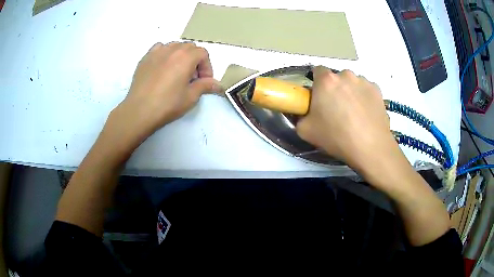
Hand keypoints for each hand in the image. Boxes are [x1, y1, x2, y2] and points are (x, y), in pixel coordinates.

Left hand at [106, 42, 221, 150]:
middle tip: (191, 78)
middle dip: (195, 60)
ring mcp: (157, 52)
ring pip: (175, 46)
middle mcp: (172, 49)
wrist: (140, 110)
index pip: (203, 53)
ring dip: (181, 55)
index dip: (206, 67)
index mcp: (186, 57)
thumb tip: (218, 85)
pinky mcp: (145, 58)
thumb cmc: (167, 104)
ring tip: (177, 72)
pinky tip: (163, 67)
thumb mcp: (191, 97)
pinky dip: (165, 53)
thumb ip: (205, 86)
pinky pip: (159, 48)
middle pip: (190, 47)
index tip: (203, 81)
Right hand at [296, 66, 395, 171]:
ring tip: (354, 114)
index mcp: (326, 80)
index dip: (316, 84)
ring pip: (352, 83)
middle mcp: (346, 75)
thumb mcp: (306, 131)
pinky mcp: (378, 90)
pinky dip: (364, 98)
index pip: (317, 71)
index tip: (319, 98)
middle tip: (336, 109)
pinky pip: (366, 90)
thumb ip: (299, 117)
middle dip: (334, 89)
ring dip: (350, 93)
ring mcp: (364, 81)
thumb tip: (304, 113)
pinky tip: (366, 115)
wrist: (370, 147)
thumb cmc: (336, 137)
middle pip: (336, 78)